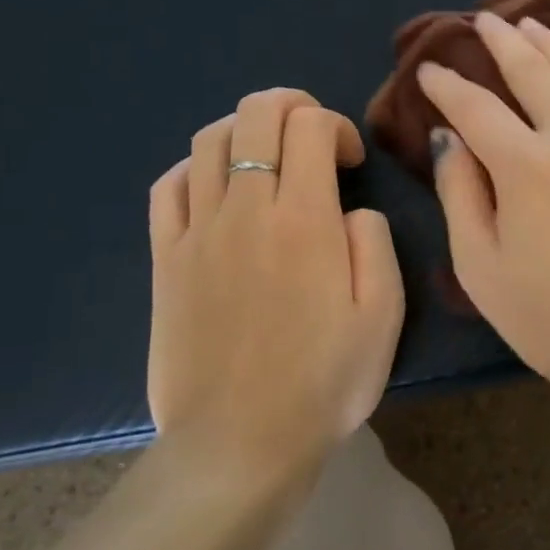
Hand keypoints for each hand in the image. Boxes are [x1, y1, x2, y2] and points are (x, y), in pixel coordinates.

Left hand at [146, 89, 404, 491]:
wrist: (240, 444)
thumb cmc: (324, 382)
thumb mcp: (383, 315)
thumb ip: (374, 244)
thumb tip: (350, 212)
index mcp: (305, 220)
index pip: (310, 126)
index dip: (337, 125)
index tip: (351, 162)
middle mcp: (246, 210)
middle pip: (255, 114)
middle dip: (291, 105)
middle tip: (313, 135)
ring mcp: (197, 232)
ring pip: (210, 140)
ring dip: (245, 128)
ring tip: (269, 156)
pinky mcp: (165, 259)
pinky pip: (169, 185)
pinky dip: (197, 167)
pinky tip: (219, 187)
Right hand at [416, 12, 549, 403]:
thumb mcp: (483, 269)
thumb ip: (461, 195)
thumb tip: (449, 139)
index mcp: (525, 167)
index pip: (476, 108)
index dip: (447, 85)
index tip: (431, 70)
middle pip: (533, 72)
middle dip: (502, 43)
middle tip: (483, 22)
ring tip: (531, 25)